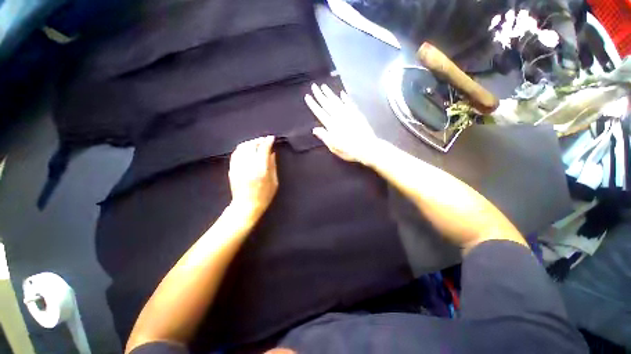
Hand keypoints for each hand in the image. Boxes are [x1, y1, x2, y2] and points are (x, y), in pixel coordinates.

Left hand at [228, 136, 277, 220]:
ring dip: (250, 142)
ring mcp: (238, 167)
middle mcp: (248, 166)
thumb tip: (272, 153)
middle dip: (259, 140)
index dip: (268, 141)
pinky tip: (247, 149)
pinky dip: (242, 148)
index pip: (263, 149)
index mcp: (261, 169)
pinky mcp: (232, 169)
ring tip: (256, 143)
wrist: (246, 206)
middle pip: (251, 145)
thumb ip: (273, 166)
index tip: (272, 138)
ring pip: (242, 147)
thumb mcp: (274, 182)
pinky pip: (235, 153)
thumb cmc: (264, 195)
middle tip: (265, 140)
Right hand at [305, 84, 378, 164]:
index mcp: (331, 125)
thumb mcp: (333, 147)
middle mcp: (339, 117)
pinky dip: (345, 98)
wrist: (367, 147)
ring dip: (330, 93)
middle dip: (319, 95)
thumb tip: (314, 129)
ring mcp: (348, 114)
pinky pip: (349, 103)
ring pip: (337, 101)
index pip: (320, 112)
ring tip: (324, 86)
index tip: (308, 96)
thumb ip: (324, 136)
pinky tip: (342, 93)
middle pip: (327, 104)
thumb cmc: (348, 150)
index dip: (313, 104)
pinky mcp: (357, 114)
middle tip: (314, 86)